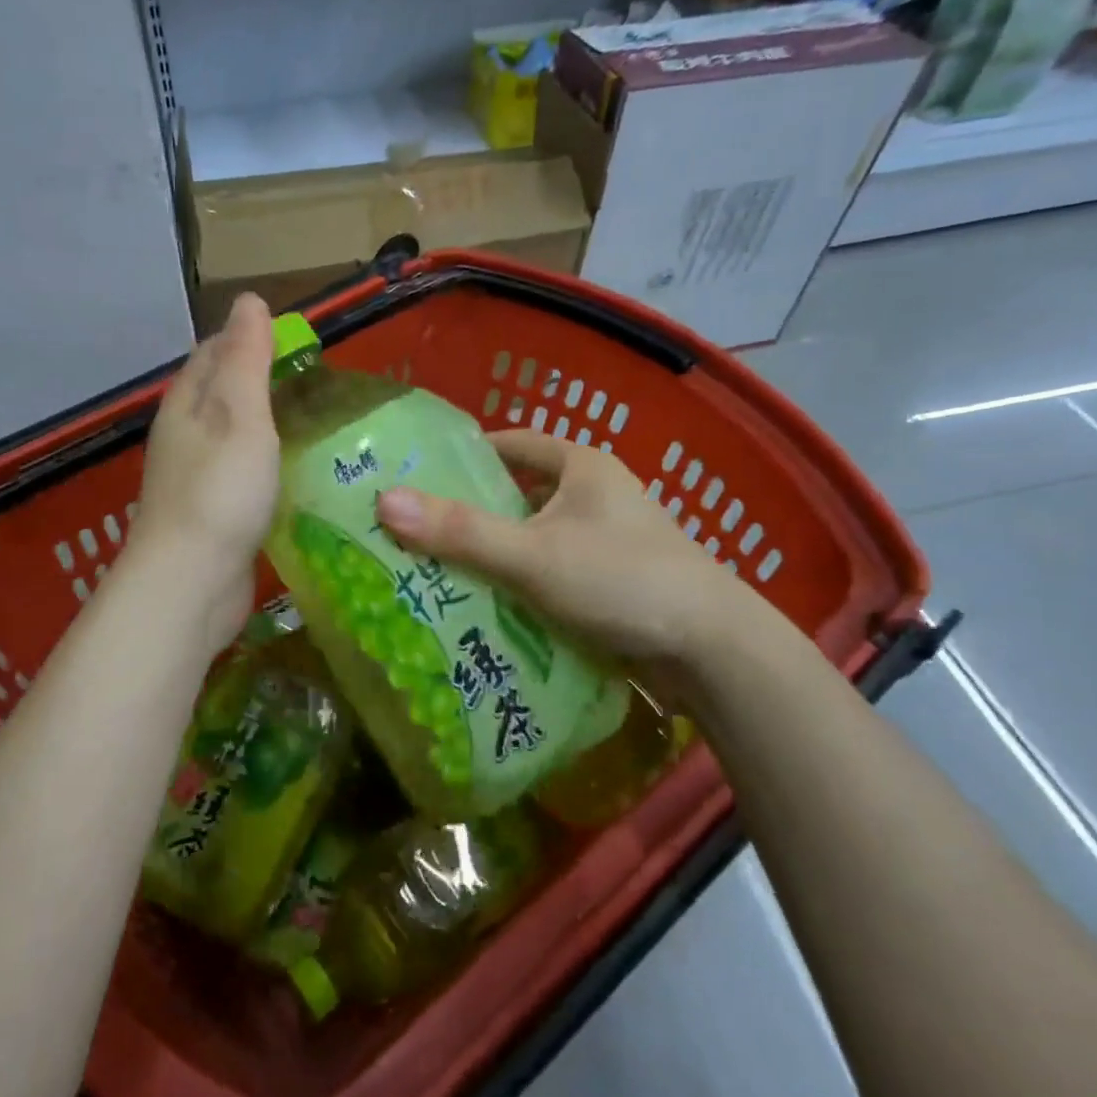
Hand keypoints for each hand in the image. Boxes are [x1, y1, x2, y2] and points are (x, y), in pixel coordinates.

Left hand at [128, 293, 279, 652]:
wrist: (191, 584)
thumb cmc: (220, 492)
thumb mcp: (240, 415)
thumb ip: (247, 359)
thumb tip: (249, 300)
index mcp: (186, 403)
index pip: (214, 352)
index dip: (251, 338)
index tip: (298, 341)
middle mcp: (184, 435)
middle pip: (221, 393)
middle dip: (261, 380)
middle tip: (317, 382)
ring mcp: (195, 477)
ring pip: (232, 434)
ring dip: (266, 423)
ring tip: (315, 421)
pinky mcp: (212, 513)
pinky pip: (241, 472)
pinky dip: (266, 462)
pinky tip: (295, 471)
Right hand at [375, 429, 766, 672]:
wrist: (712, 651)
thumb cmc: (621, 581)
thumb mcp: (532, 554)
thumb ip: (461, 531)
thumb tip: (385, 502)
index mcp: (582, 468)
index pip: (514, 444)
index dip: (469, 455)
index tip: (424, 475)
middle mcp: (597, 495)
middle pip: (521, 494)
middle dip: (474, 513)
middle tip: (420, 531)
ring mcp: (608, 541)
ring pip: (536, 538)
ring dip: (497, 553)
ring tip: (442, 571)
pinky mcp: (613, 582)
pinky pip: (552, 572)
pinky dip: (523, 584)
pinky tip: (490, 607)